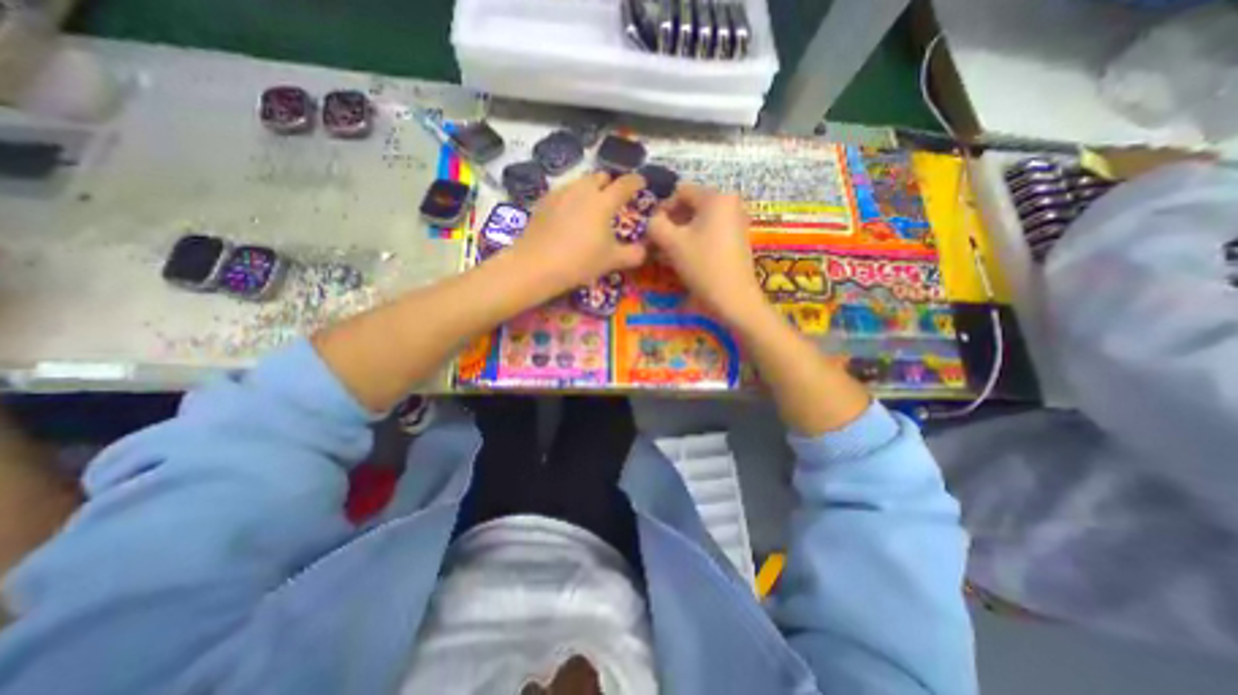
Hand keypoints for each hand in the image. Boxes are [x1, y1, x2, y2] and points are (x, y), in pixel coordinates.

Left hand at [511, 174, 650, 291]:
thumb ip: (634, 254)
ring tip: (591, 205)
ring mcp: (560, 193)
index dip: (636, 182)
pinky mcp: (543, 201)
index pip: (625, 184)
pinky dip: (571, 197)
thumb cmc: (580, 261)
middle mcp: (583, 190)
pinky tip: (568, 214)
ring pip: (580, 182)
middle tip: (613, 197)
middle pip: (600, 177)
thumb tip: (646, 249)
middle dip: (610, 183)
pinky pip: (563, 192)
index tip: (641, 183)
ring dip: (589, 189)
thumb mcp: (612, 261)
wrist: (537, 265)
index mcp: (604, 201)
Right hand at [649, 182, 765, 324]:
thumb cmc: (703, 266)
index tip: (652, 230)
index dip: (662, 208)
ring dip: (680, 235)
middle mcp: (730, 204)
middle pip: (691, 206)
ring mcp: (735, 223)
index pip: (681, 191)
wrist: (734, 299)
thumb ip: (655, 225)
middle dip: (671, 223)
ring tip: (666, 254)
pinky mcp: (736, 240)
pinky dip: (694, 242)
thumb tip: (651, 221)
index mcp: (717, 197)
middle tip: (657, 244)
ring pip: (699, 222)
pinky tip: (683, 259)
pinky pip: (709, 233)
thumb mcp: (672, 243)